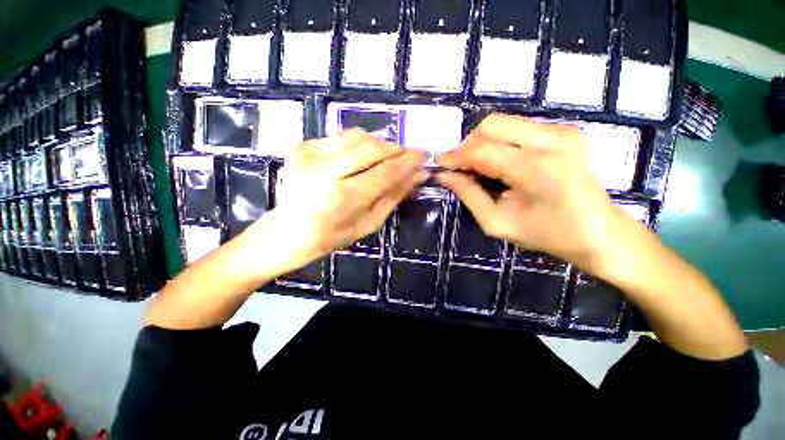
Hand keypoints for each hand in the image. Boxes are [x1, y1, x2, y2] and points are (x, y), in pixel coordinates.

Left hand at [263, 129, 427, 268]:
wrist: (286, 231)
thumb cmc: (332, 236)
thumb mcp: (368, 223)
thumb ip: (394, 196)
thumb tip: (419, 175)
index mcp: (343, 198)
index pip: (386, 171)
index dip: (408, 161)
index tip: (423, 155)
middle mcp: (324, 171)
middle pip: (372, 147)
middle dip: (395, 150)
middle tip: (405, 158)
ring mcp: (309, 154)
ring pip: (358, 136)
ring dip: (378, 145)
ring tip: (384, 159)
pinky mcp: (301, 146)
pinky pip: (341, 137)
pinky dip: (357, 145)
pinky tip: (358, 159)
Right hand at [436, 114, 618, 270]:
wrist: (599, 232)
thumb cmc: (547, 234)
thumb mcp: (497, 223)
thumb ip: (469, 195)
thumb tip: (445, 176)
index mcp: (536, 170)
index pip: (481, 151)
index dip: (455, 156)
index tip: (439, 164)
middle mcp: (551, 141)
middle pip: (491, 125)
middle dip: (468, 145)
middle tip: (460, 167)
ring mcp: (561, 131)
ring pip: (503, 123)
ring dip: (482, 142)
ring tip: (478, 166)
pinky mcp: (565, 131)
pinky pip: (518, 127)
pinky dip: (500, 141)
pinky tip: (499, 162)